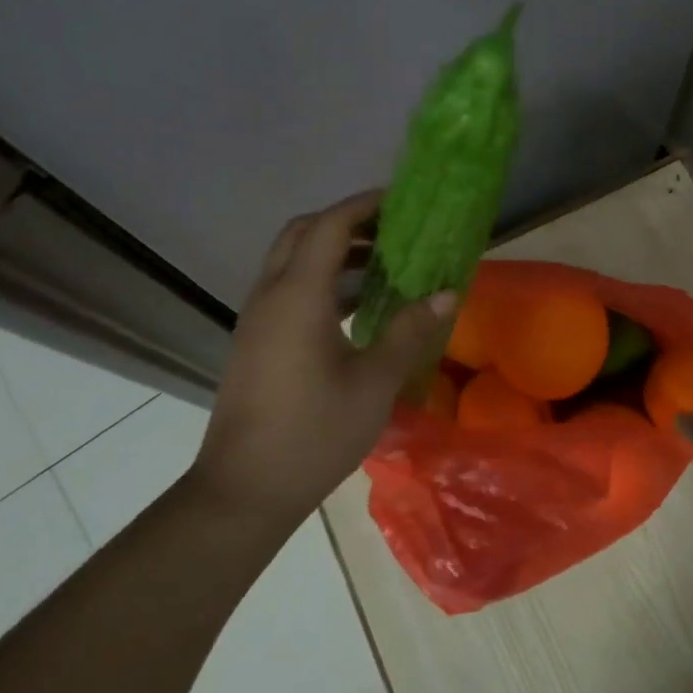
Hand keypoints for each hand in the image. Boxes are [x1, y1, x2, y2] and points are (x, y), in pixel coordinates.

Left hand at [188, 190, 454, 532]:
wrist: (244, 490)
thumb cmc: (314, 432)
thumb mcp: (374, 381)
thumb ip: (410, 331)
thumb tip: (447, 294)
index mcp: (298, 296)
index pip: (329, 226)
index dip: (363, 206)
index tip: (400, 202)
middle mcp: (270, 296)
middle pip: (302, 233)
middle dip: (345, 222)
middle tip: (390, 231)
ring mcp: (257, 320)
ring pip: (291, 261)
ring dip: (332, 251)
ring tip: (382, 264)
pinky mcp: (255, 342)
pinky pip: (287, 289)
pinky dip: (320, 280)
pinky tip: (356, 308)